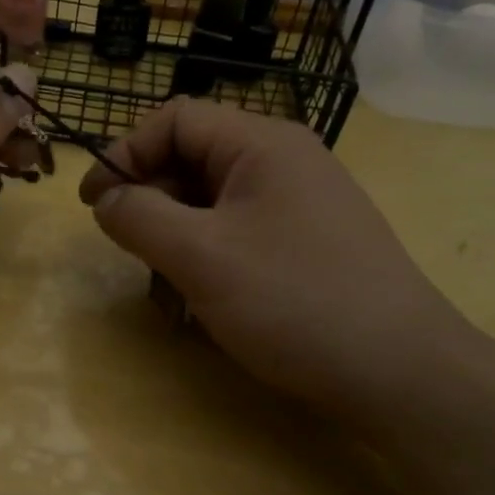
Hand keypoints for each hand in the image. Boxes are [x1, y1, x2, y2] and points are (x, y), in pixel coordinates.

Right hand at [79, 100, 474, 425]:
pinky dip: (208, 261)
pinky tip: (204, 305)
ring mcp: (299, 205)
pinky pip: (238, 236)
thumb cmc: (293, 301)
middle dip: (151, 205)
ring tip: (171, 294)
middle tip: (131, 254)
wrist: (401, 374)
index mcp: (262, 144)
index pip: (174, 120)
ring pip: (210, 205)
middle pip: (191, 161)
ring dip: (176, 242)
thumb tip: (106, 198)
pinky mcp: (306, 245)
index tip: (92, 203)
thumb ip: (139, 217)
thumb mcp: (200, 257)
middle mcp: (283, 162)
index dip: (124, 154)